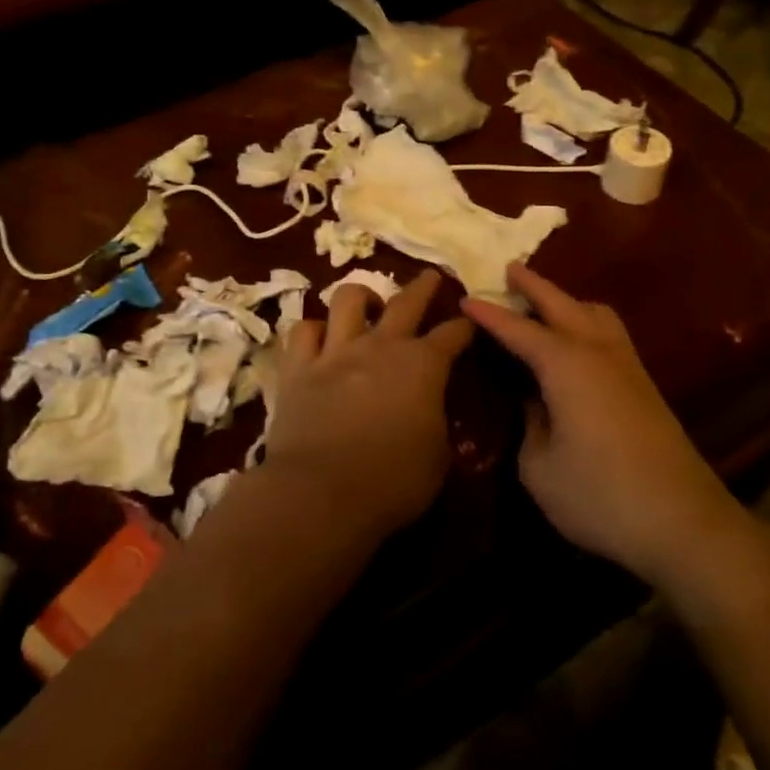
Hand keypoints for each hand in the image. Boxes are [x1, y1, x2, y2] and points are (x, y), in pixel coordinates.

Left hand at [267, 270, 474, 540]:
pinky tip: (319, 337)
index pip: (452, 335)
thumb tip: (431, 412)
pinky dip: (313, 330)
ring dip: (362, 296)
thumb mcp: (438, 458)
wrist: (322, 492)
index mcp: (423, 366)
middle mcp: (380, 347)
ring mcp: (336, 352)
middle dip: (423, 286)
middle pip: (406, 302)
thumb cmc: (392, 481)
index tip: (471, 322)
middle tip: (431, 276)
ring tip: (367, 302)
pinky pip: (302, 331)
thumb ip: (437, 423)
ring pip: (348, 300)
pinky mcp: (298, 368)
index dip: (465, 327)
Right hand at [462, 264, 734, 581]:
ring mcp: (628, 366)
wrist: (684, 523)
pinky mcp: (645, 386)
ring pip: (596, 313)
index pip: (518, 329)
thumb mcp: (539, 468)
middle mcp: (598, 352)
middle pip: (563, 304)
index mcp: (566, 364)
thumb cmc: (599, 495)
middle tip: (510, 270)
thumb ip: (529, 425)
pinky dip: (587, 321)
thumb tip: (534, 402)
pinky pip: (610, 334)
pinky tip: (577, 343)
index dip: (489, 314)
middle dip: (534, 285)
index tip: (464, 298)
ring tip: (545, 304)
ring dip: (567, 301)